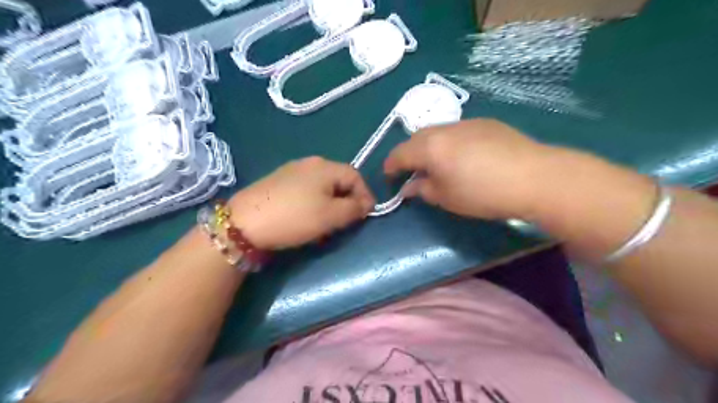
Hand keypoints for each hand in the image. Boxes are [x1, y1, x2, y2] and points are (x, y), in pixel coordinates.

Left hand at [229, 156, 375, 248]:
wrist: (244, 222)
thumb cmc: (294, 217)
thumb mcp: (330, 216)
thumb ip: (353, 209)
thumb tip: (365, 205)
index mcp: (325, 167)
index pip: (355, 176)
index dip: (365, 195)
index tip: (366, 215)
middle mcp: (310, 163)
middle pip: (339, 179)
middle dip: (348, 200)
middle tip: (347, 221)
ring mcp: (292, 171)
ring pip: (322, 185)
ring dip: (331, 202)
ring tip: (327, 222)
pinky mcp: (278, 181)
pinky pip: (306, 189)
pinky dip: (315, 202)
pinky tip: (306, 216)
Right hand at [385, 117, 550, 222]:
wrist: (533, 177)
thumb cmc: (483, 193)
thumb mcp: (446, 198)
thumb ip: (423, 189)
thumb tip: (409, 187)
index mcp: (430, 147)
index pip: (399, 153)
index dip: (390, 165)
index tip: (388, 177)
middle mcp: (444, 129)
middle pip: (416, 138)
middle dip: (408, 153)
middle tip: (411, 170)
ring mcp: (466, 123)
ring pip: (437, 132)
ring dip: (429, 146)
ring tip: (436, 163)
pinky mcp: (486, 123)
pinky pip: (457, 131)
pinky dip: (449, 142)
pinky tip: (462, 156)